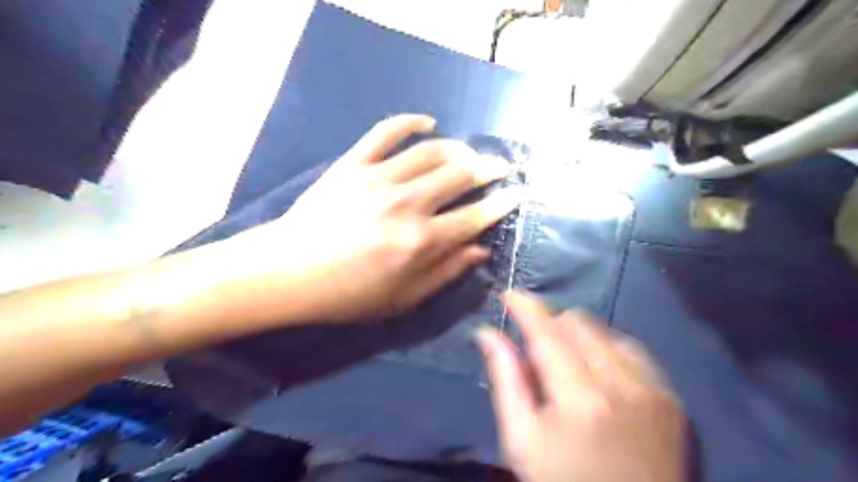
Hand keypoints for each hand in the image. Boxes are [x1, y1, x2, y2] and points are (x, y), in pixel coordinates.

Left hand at [249, 115, 522, 321]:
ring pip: (432, 150)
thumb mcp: (404, 297)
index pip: (475, 216)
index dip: (502, 203)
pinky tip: (427, 122)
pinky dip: (410, 121)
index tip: (517, 192)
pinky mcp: (353, 164)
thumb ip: (446, 272)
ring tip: (468, 154)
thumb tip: (480, 249)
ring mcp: (379, 179)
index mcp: (422, 242)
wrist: (290, 273)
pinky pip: (386, 131)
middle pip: (461, 174)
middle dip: (488, 168)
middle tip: (499, 166)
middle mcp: (408, 204)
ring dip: (458, 148)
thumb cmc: (349, 294)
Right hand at [472, 292, 688, 479]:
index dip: (526, 307)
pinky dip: (607, 351)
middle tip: (535, 349)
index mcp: (580, 397)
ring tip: (566, 364)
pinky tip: (598, 373)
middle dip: (550, 325)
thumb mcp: (521, 439)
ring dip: (579, 337)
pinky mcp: (671, 400)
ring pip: (607, 333)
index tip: (509, 294)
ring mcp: (654, 390)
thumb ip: (505, 379)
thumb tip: (487, 333)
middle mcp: (623, 384)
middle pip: (579, 323)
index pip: (547, 332)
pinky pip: (634, 353)